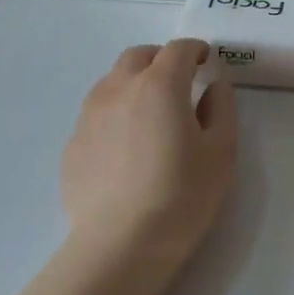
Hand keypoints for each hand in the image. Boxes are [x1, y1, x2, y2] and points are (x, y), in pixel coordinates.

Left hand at [60, 39, 237, 266]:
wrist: (120, 244)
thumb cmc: (182, 195)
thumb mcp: (220, 151)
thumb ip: (221, 107)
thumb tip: (214, 83)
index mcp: (160, 84)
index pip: (178, 49)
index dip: (195, 49)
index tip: (205, 61)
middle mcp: (119, 88)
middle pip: (139, 56)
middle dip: (161, 59)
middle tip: (179, 81)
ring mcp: (89, 115)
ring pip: (112, 81)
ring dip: (134, 82)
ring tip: (150, 112)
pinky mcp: (73, 143)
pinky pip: (97, 113)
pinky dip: (115, 113)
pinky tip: (126, 147)